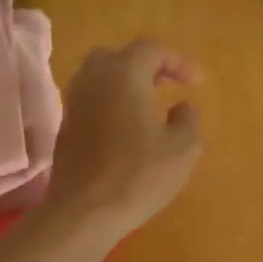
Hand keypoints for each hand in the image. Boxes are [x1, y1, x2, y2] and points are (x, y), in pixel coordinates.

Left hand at [44, 40, 203, 240]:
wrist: (85, 211)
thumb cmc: (139, 175)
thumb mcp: (183, 148)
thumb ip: (188, 120)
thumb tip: (182, 108)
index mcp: (124, 74)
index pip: (152, 50)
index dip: (178, 62)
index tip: (197, 83)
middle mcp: (93, 79)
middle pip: (119, 57)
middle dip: (145, 66)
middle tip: (166, 85)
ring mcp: (74, 103)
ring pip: (99, 78)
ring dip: (124, 85)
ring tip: (147, 106)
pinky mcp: (65, 128)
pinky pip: (90, 102)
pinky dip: (110, 105)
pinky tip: (125, 129)